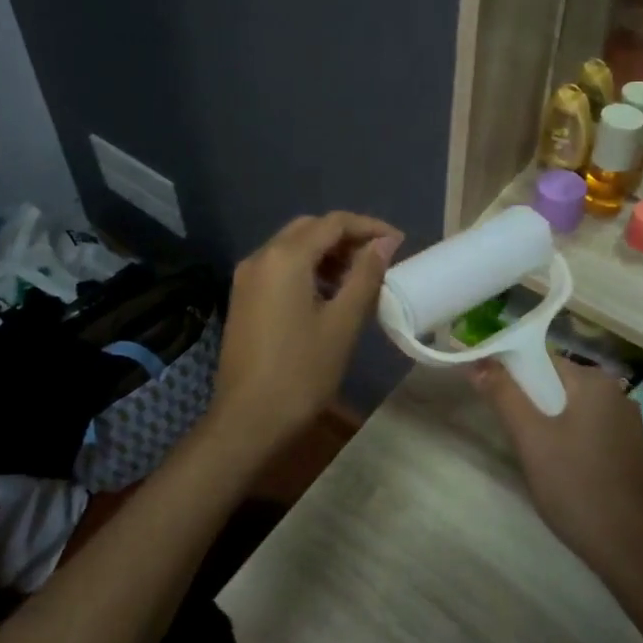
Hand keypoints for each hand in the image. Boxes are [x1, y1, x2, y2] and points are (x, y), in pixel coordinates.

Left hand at [210, 212, 401, 453]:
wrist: (247, 420)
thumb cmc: (301, 372)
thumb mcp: (342, 323)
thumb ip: (365, 276)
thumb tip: (384, 244)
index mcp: (285, 257)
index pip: (333, 223)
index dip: (369, 227)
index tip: (398, 242)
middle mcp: (261, 257)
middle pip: (309, 229)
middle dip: (346, 237)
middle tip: (378, 258)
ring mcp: (247, 277)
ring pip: (292, 247)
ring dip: (326, 253)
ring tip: (358, 278)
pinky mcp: (243, 298)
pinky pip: (279, 267)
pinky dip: (306, 269)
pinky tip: (328, 295)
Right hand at [471, 356, 642, 594]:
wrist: (631, 550)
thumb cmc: (576, 486)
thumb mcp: (531, 439)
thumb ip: (503, 395)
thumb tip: (478, 362)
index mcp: (594, 381)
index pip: (540, 359)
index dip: (510, 372)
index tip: (489, 395)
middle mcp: (615, 392)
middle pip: (556, 382)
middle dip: (529, 401)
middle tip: (511, 432)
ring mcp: (626, 422)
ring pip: (570, 407)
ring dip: (546, 421)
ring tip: (531, 452)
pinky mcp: (629, 449)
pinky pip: (587, 427)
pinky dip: (567, 437)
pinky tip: (558, 466)